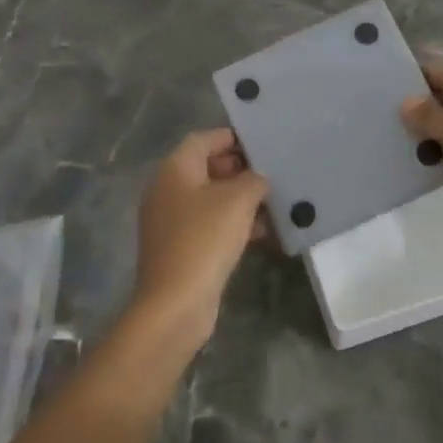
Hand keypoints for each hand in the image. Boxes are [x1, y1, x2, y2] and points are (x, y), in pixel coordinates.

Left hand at [131, 129, 268, 350]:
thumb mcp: (238, 200)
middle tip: (273, 173)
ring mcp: (170, 221)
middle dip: (241, 169)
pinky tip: (263, 232)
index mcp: (175, 168)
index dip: (234, 137)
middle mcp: (167, 189)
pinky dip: (233, 224)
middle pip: (207, 167)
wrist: (175, 304)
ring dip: (241, 199)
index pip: (205, 139)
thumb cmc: (204, 239)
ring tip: (275, 203)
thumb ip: (254, 180)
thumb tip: (258, 178)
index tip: (263, 143)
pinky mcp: (179, 248)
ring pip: (211, 199)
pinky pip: (209, 225)